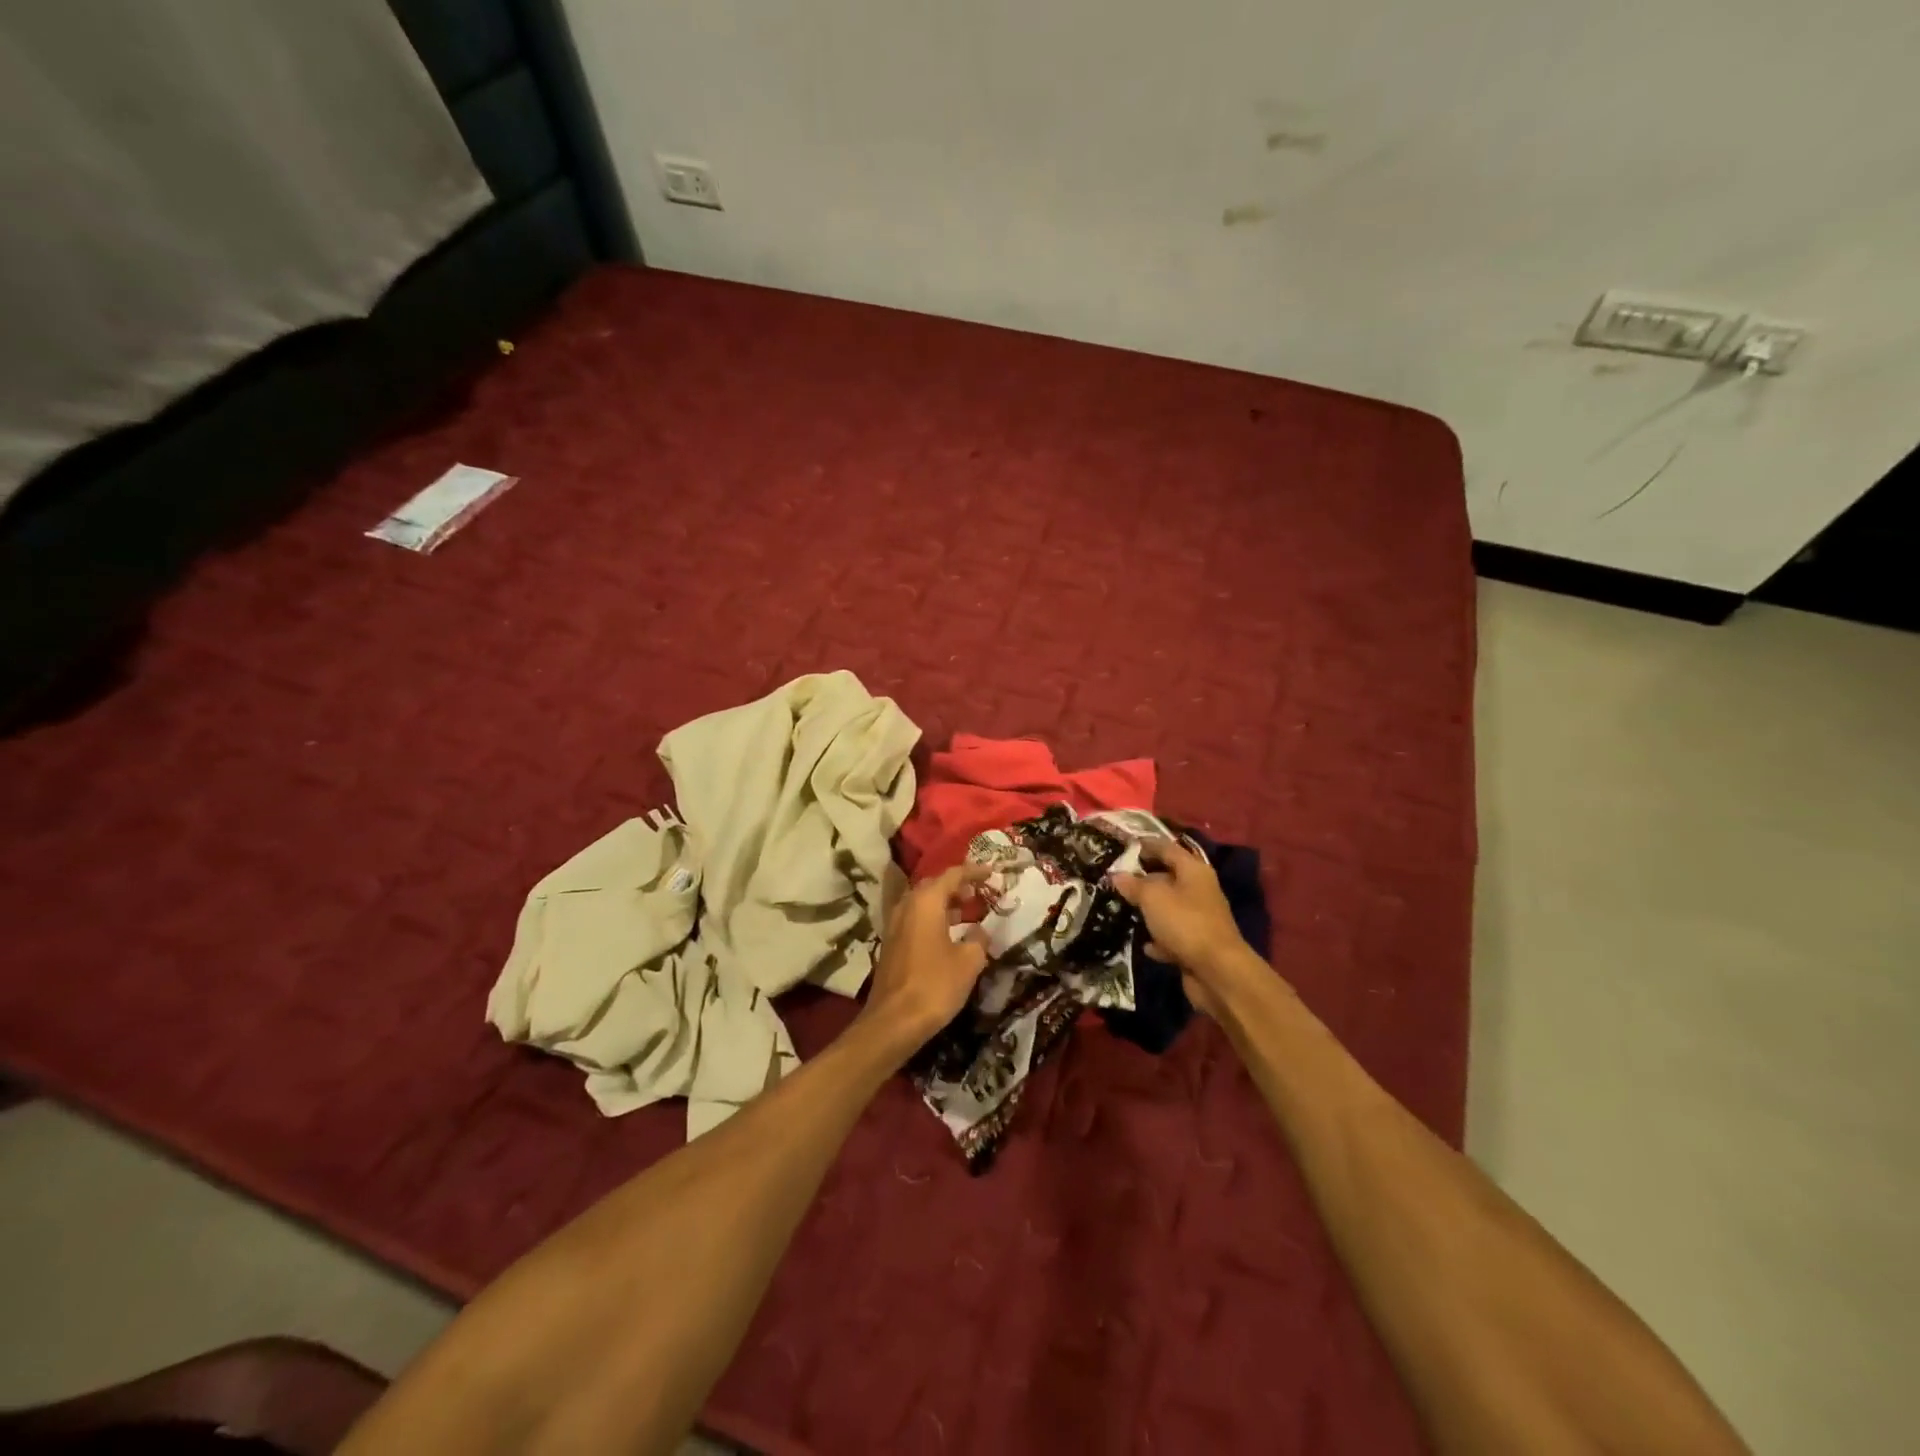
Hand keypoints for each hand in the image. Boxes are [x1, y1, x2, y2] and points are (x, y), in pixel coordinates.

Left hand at [859, 864, 990, 1053]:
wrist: (894, 1020)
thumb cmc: (935, 985)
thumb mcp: (969, 961)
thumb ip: (978, 939)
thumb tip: (980, 932)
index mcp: (926, 902)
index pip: (952, 875)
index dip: (974, 872)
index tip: (992, 873)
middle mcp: (907, 906)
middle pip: (933, 886)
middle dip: (957, 886)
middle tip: (979, 893)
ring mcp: (895, 925)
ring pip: (922, 903)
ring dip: (944, 903)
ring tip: (968, 912)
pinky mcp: (891, 944)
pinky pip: (915, 919)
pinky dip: (933, 919)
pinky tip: (948, 935)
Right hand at [1111, 839, 1262, 1017]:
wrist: (1217, 971)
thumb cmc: (1184, 923)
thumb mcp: (1152, 897)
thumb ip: (1134, 884)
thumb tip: (1118, 875)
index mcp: (1193, 870)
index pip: (1167, 848)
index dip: (1145, 844)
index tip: (1123, 845)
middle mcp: (1199, 890)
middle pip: (1168, 877)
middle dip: (1144, 878)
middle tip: (1116, 878)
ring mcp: (1200, 918)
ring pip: (1169, 907)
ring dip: (1150, 909)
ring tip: (1124, 907)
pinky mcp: (1197, 944)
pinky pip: (1173, 935)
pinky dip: (1159, 938)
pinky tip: (1145, 944)